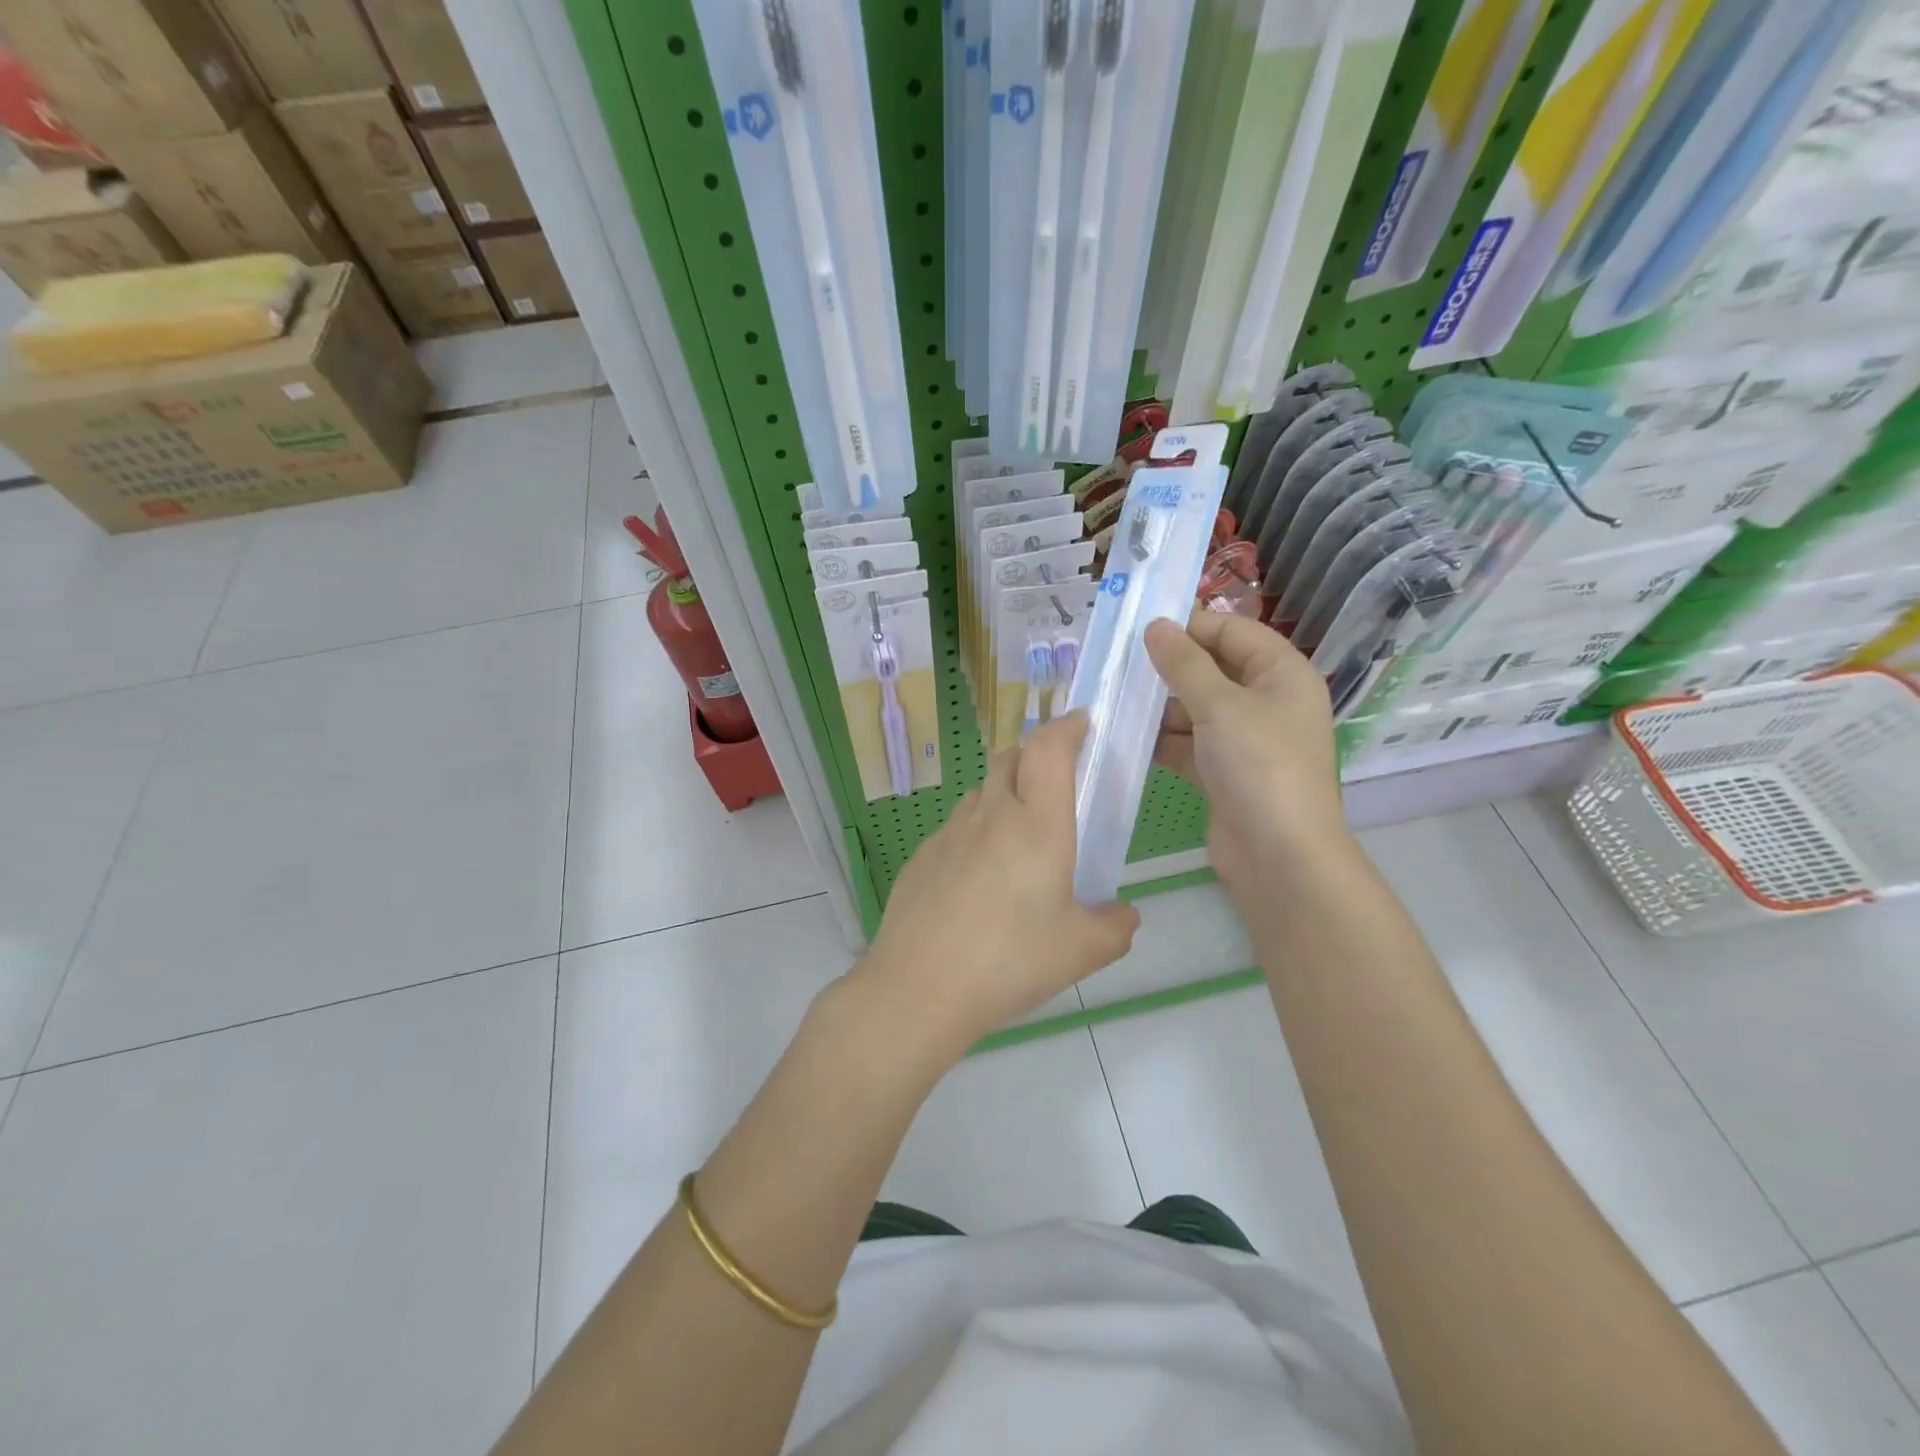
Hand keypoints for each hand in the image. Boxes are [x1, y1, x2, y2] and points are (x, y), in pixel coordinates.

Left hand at [850, 712, 1140, 1058]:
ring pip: (982, 791)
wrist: (918, 988)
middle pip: (1011, 757)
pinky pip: (957, 827)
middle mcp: (991, 814)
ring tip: (1020, 839)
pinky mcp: (922, 855)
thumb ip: (1115, 926)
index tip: (1083, 724)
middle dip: (1036, 755)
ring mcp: (949, 832)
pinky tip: (980, 880)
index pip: (1049, 748)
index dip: (1067, 726)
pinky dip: (977, 832)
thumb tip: (1124, 914)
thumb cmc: (1009, 961)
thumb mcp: (1081, 952)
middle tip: (1057, 786)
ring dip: (1005, 794)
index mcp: (1037, 824)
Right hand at [1144, 610, 1345, 893]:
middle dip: (1168, 670)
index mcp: (1282, 674)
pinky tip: (1125, 737)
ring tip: (1114, 701)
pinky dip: (1162, 741)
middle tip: (1119, 666)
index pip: (1233, 631)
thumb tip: (1155, 626)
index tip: (1142, 630)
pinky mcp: (1224, 772)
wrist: (1279, 856)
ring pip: (1196, 709)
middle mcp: (1267, 701)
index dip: (1191, 626)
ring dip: (1159, 707)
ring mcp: (1245, 740)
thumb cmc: (1259, 766)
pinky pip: (1188, 744)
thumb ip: (1184, 664)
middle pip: (1212, 670)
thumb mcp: (1220, 706)